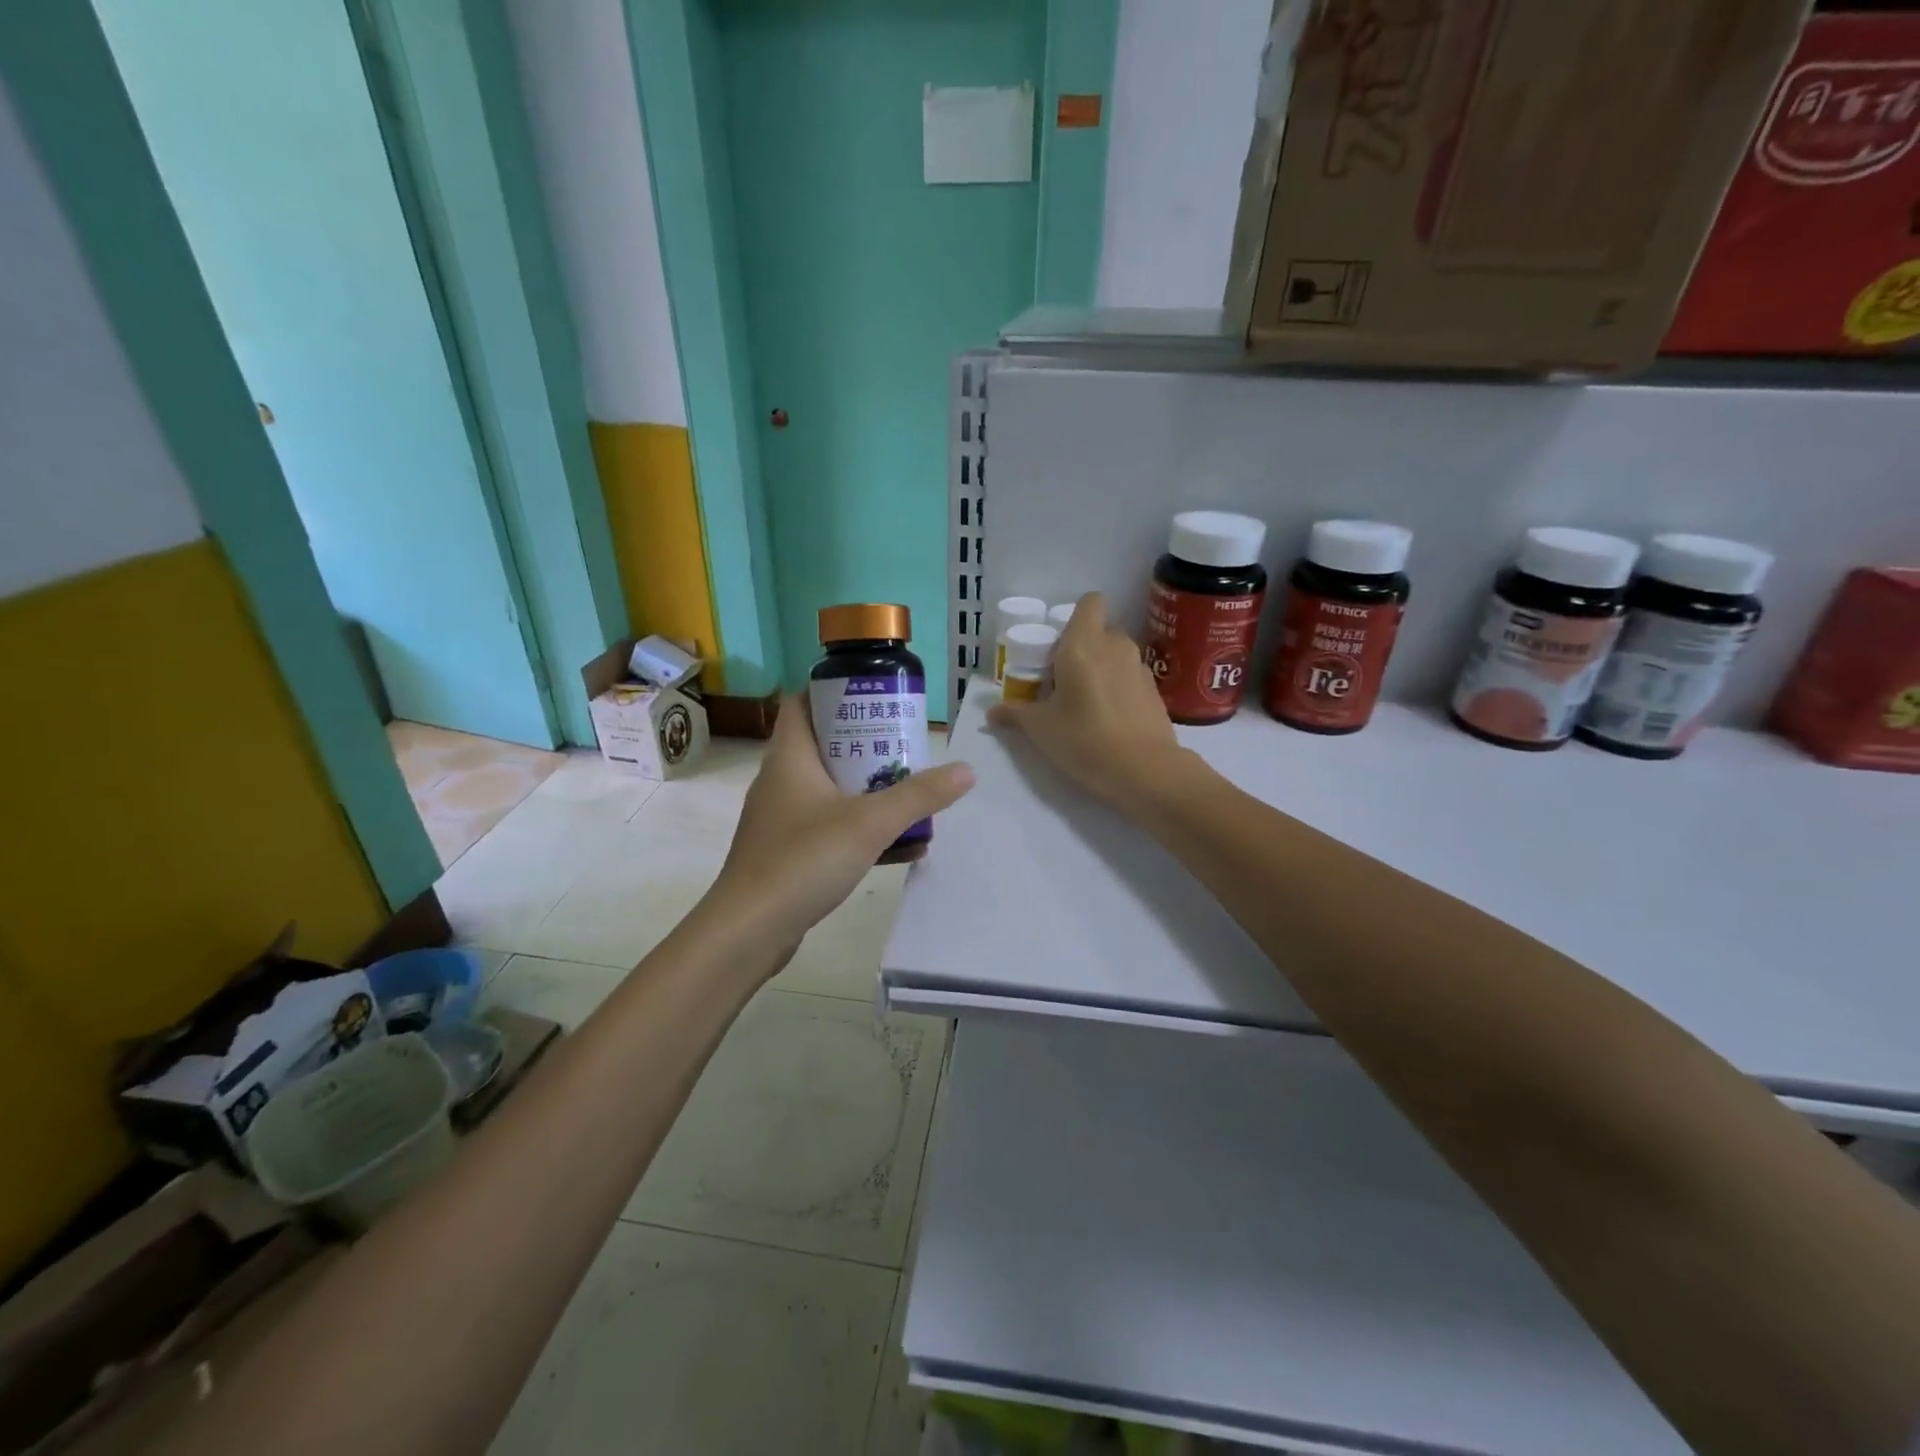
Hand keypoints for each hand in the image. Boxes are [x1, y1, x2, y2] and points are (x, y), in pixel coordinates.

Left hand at [706, 695, 974, 952]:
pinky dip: (863, 831)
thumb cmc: (803, 860)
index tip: (875, 697)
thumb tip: (966, 770)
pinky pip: (831, 829)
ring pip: (832, 790)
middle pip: (826, 746)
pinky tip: (903, 848)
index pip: (802, 702)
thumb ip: (919, 796)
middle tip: (908, 746)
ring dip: (871, 791)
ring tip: (914, 795)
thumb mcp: (870, 823)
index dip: (835, 692)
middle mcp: (782, 780)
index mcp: (790, 757)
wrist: (749, 931)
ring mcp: (783, 819)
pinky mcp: (788, 853)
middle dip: (869, 745)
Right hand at [987, 591, 1185, 811]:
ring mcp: (1140, 668)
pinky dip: (1120, 689)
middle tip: (1065, 678)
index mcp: (1083, 644)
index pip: (1090, 602)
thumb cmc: (1084, 739)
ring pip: (1118, 654)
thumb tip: (992, 712)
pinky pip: (1131, 678)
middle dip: (1085, 647)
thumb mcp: (1040, 729)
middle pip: (1101, 630)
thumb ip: (1015, 714)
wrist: (1144, 771)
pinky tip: (1111, 719)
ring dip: (1103, 668)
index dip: (1075, 617)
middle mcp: (1115, 646)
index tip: (1059, 645)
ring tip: (1087, 701)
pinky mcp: (1155, 692)